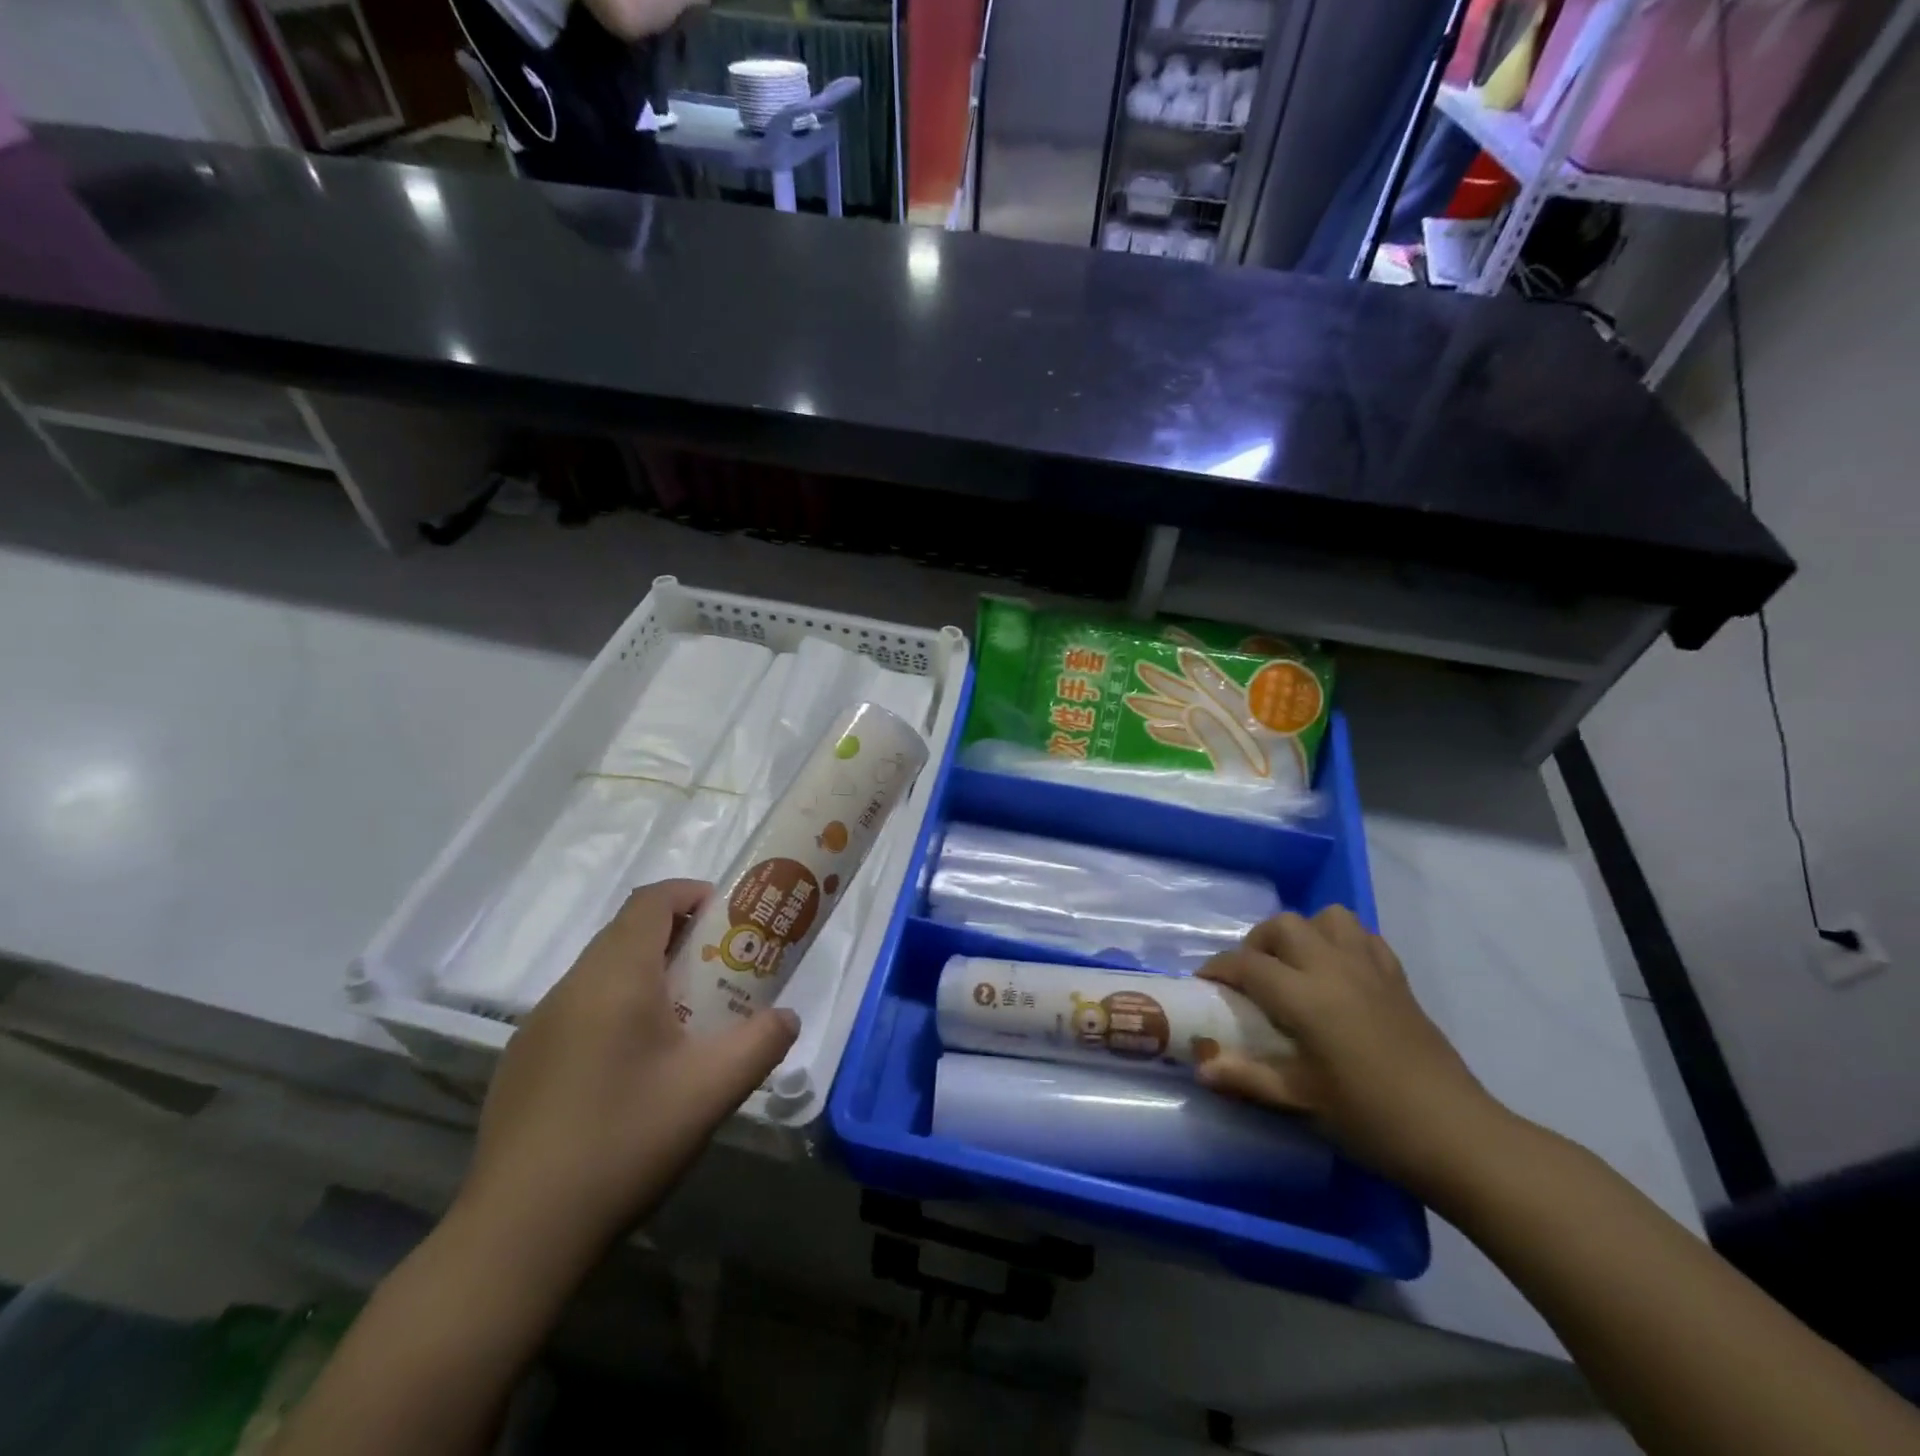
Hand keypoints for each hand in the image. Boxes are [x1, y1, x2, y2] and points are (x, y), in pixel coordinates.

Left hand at [456, 880, 798, 1271]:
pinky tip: (633, 1069)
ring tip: (684, 1022)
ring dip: (647, 975)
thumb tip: (787, 1017)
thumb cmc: (624, 1141)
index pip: (652, 900)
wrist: (518, 1234)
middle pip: (628, 932)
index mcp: (616, 976)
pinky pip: (580, 1009)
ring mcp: (539, 1025)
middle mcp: (572, 987)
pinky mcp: (523, 1061)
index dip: (692, 894)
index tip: (729, 919)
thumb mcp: (712, 1091)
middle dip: (679, 938)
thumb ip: (762, 1043)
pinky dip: (616, 1009)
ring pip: (602, 972)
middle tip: (719, 972)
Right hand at [1197, 906, 1504, 1193]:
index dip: (1218, 969)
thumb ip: (1246, 1078)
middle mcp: (1333, 969)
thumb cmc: (1371, 1120)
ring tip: (1295, 967)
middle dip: (1257, 943)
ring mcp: (1370, 969)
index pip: (1247, 964)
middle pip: (1283, 926)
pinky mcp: (1398, 979)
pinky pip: (1364, 937)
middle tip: (1252, 978)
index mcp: (1305, 997)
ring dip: (1303, 933)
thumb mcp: (1300, 1102)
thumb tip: (1200, 1068)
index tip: (1206, 984)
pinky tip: (1338, 973)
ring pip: (1328, 918)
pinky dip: (1342, 942)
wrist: (1456, 1135)